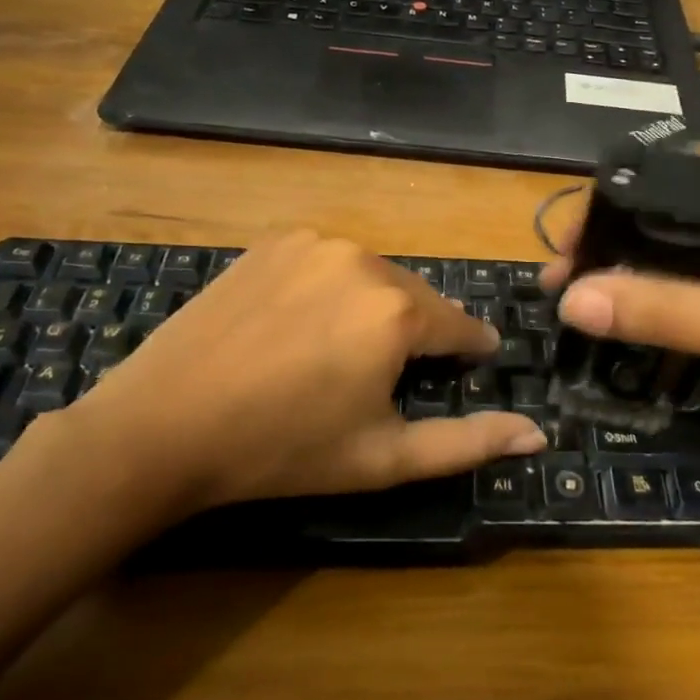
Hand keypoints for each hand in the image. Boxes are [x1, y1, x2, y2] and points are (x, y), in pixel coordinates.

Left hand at [50, 232, 546, 523]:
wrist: (162, 426)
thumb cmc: (283, 450)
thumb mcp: (384, 458)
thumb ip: (468, 442)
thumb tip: (537, 433)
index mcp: (398, 311)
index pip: (462, 326)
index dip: (470, 351)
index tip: (471, 364)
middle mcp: (365, 260)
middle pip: (418, 299)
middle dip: (419, 333)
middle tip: (392, 377)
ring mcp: (315, 243)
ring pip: (375, 278)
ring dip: (377, 310)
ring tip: (343, 354)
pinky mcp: (275, 242)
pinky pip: (330, 263)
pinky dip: (334, 290)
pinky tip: (303, 326)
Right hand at [546, 145, 699, 452]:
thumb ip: (670, 313)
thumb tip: (572, 301)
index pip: (666, 173)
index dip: (606, 212)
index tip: (565, 259)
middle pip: (676, 200)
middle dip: (619, 241)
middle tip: (570, 287)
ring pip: (696, 228)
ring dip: (646, 262)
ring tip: (597, 298)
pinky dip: (682, 276)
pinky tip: (653, 304)